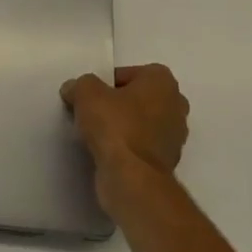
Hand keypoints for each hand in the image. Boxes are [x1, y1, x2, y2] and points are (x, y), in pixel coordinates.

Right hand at [61, 65, 189, 200]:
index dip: (106, 83)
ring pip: (141, 123)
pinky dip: (127, 147)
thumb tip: (74, 89)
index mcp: (163, 81)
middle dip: (118, 104)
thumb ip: (80, 85)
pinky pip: (142, 146)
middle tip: (93, 113)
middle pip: (138, 98)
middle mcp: (176, 104)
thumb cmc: (115, 125)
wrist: (132, 177)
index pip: (130, 73)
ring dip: (123, 127)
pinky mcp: (167, 161)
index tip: (91, 97)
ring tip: (97, 135)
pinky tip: (108, 153)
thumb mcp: (86, 93)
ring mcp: (175, 136)